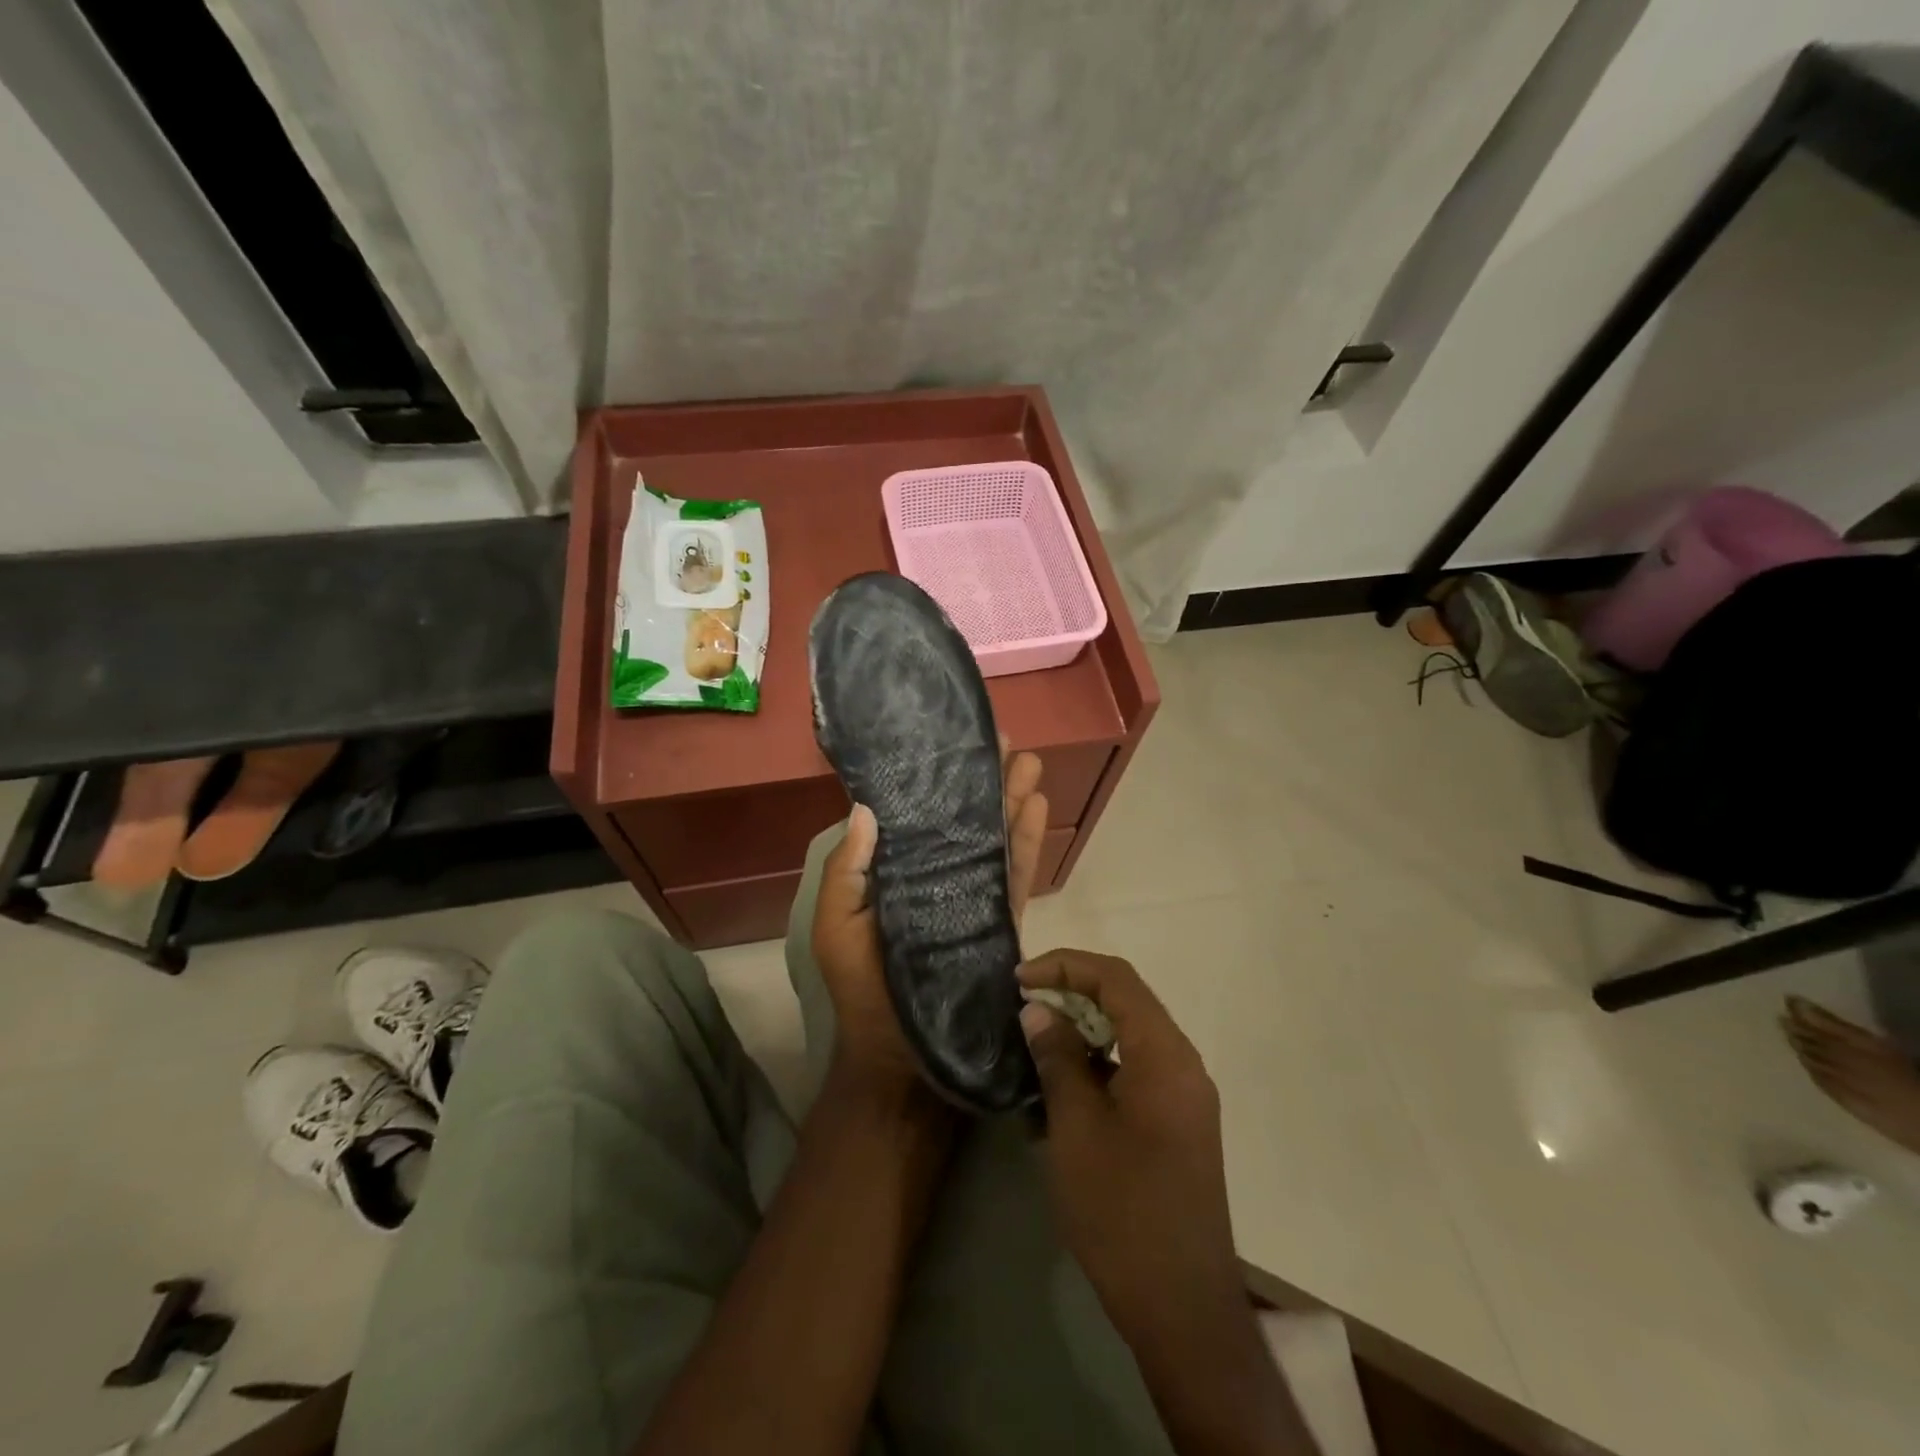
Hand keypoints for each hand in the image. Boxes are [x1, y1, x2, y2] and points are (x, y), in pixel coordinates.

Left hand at [812, 745, 1048, 1105]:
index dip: (934, 781)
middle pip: (965, 820)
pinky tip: (1038, 807)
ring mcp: (971, 897)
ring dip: (1012, 799)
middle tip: (1003, 740)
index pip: (918, 818)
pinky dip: (1027, 841)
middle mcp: (937, 877)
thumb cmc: (862, 988)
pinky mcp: (999, 920)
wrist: (901, 1059)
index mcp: (897, 875)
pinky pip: (1015, 874)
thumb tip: (865, 808)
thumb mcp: (837, 925)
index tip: (950, 745)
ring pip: (995, 838)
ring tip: (1030, 761)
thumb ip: (847, 869)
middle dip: (984, 781)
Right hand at [1020, 951, 1313, 1453]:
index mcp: (1165, 1055)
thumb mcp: (1077, 1128)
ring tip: (1035, 1044)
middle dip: (1072, 992)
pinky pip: (1134, 1071)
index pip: (1116, 979)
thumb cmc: (1123, 1210)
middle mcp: (1182, 1064)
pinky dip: (1097, 1066)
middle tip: (1024, 1004)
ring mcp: (1184, 1096)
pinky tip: (1059, 1091)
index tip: (1020, 979)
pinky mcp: (1177, 1124)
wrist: (1182, 1308)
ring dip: (1083, 1030)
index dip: (1065, 966)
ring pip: (1129, 1037)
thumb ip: (1058, 1058)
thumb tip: (1038, 1010)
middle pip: (1126, 1001)